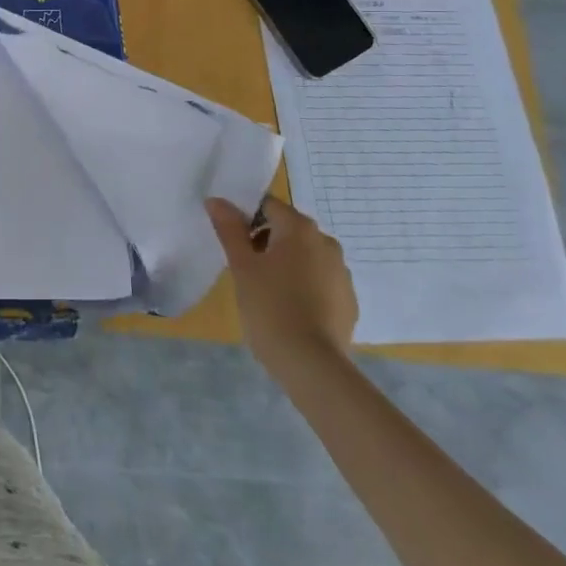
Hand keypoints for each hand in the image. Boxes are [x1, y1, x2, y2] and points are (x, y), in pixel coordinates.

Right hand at [208, 195, 357, 369]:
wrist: (312, 364)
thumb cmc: (270, 306)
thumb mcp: (241, 266)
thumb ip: (229, 229)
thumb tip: (216, 200)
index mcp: (300, 229)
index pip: (268, 205)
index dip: (246, 217)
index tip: (232, 241)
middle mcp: (326, 242)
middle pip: (288, 229)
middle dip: (265, 240)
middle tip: (245, 268)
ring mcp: (342, 273)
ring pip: (305, 255)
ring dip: (285, 263)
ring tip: (266, 291)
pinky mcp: (348, 300)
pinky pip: (319, 280)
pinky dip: (303, 285)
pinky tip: (288, 309)